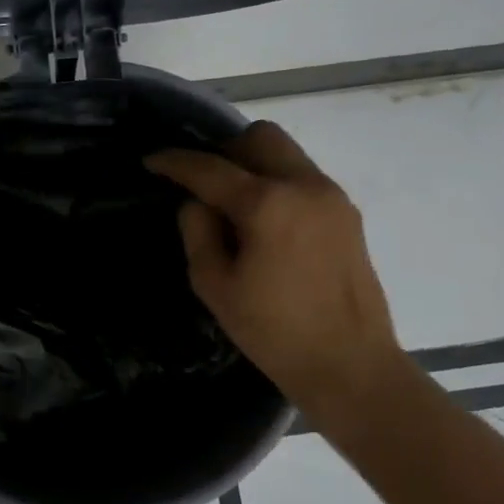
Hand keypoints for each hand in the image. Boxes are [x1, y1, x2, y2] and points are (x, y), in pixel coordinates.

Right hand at [147, 121, 399, 410]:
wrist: (352, 366)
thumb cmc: (275, 332)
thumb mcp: (215, 286)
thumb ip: (197, 231)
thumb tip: (198, 202)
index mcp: (267, 204)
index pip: (210, 168)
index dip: (175, 162)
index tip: (152, 161)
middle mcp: (304, 185)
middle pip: (259, 137)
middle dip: (225, 152)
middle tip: (207, 186)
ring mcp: (331, 196)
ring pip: (285, 153)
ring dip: (254, 166)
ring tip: (238, 209)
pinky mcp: (347, 213)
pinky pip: (303, 177)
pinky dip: (278, 184)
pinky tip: (269, 226)